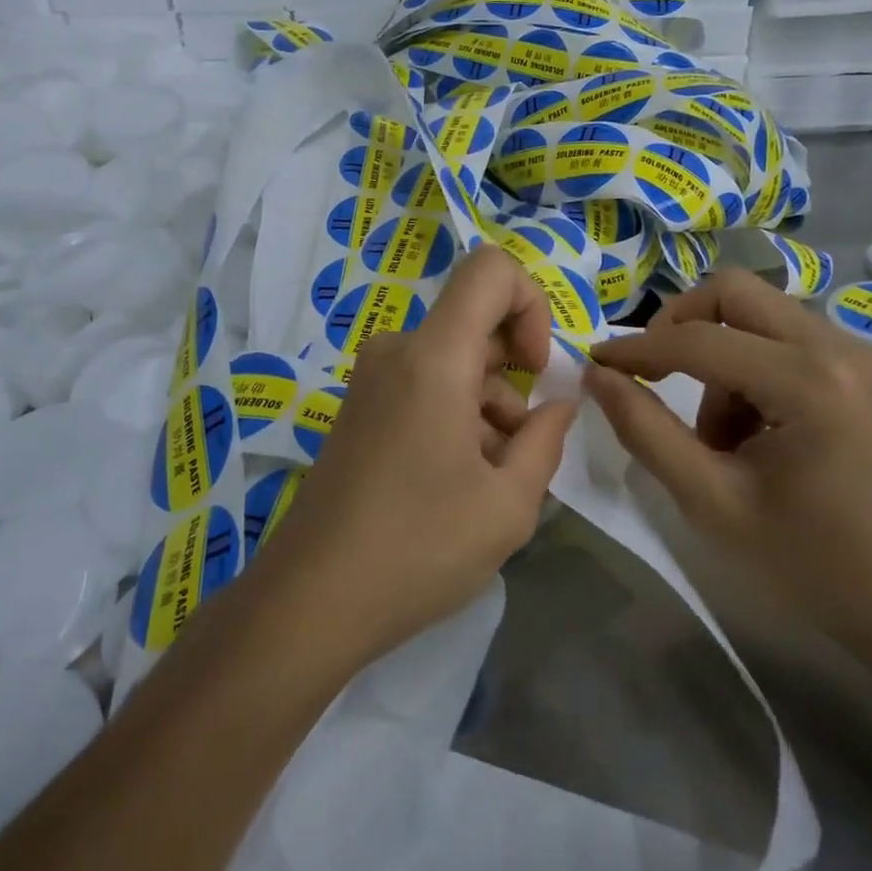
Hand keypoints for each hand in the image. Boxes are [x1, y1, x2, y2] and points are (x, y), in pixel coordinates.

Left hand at [260, 245, 578, 668]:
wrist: (312, 601)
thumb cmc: (419, 548)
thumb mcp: (509, 504)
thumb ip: (546, 439)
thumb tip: (560, 403)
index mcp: (433, 357)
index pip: (490, 269)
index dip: (531, 303)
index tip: (536, 370)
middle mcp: (397, 351)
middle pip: (475, 322)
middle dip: (514, 375)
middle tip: (523, 447)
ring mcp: (372, 379)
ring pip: (454, 362)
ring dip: (488, 406)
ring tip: (494, 481)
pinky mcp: (360, 408)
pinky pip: (424, 385)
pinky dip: (455, 415)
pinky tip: (460, 482)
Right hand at [586, 269, 871, 662]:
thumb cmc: (811, 562)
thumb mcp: (711, 501)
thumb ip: (645, 430)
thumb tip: (598, 375)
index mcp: (806, 380)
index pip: (697, 340)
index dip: (635, 349)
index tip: (593, 362)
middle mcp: (835, 347)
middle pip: (733, 291)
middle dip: (679, 325)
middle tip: (652, 375)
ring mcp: (855, 354)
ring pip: (756, 314)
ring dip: (717, 357)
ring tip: (717, 438)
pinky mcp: (860, 371)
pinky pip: (783, 339)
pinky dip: (749, 369)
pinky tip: (754, 434)